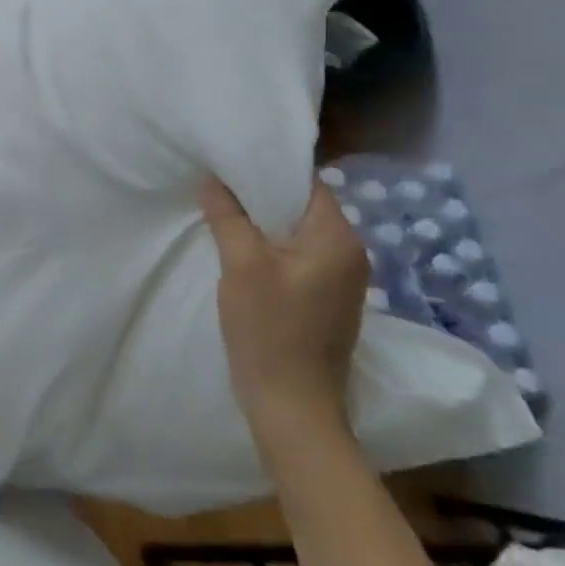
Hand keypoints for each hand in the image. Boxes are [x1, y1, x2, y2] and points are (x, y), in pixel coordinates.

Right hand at [200, 175, 367, 438]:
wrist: (292, 405)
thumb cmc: (269, 330)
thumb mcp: (242, 266)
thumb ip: (229, 217)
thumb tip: (214, 181)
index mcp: (339, 240)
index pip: (309, 184)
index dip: (270, 169)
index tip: (230, 160)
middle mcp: (350, 255)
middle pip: (303, 208)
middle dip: (261, 195)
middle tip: (218, 183)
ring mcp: (341, 282)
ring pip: (298, 234)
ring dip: (264, 223)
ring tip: (223, 212)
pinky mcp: (326, 302)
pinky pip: (298, 258)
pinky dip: (271, 248)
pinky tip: (241, 250)